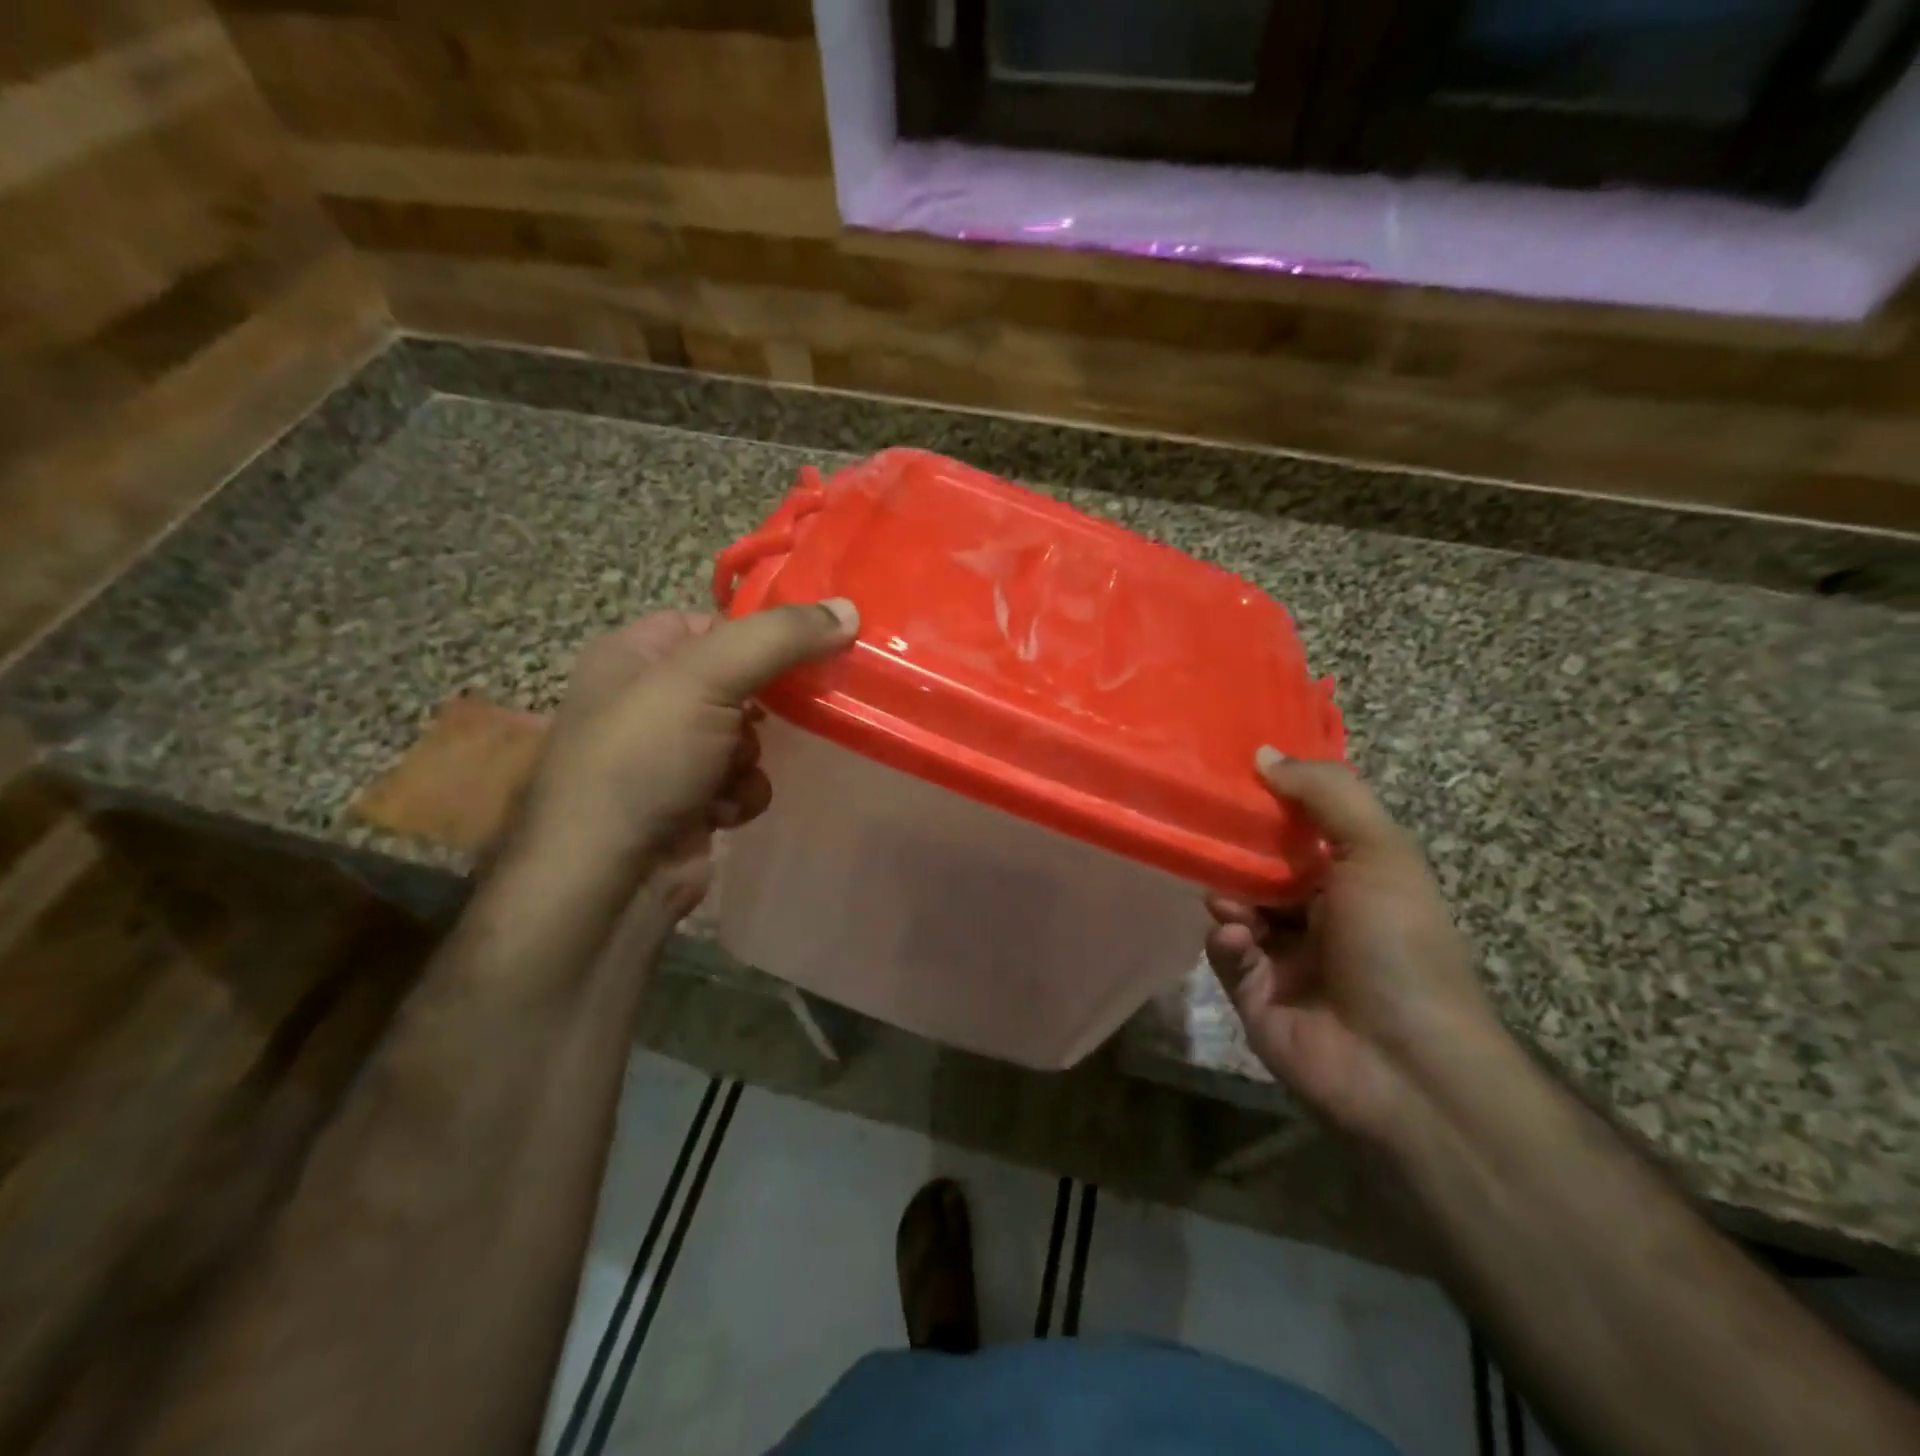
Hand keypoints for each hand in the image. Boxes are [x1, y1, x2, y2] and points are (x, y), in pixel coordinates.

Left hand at [514, 599, 858, 912]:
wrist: (610, 877)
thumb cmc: (645, 758)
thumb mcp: (707, 677)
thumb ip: (780, 638)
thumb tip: (850, 610)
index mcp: (634, 653)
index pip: (714, 622)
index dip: (760, 634)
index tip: (811, 646)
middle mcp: (647, 699)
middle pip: (738, 679)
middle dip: (765, 705)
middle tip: (790, 711)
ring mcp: (668, 754)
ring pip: (748, 734)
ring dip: (752, 756)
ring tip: (731, 772)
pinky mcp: (689, 800)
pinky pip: (742, 780)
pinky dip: (742, 793)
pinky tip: (723, 811)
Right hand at [1205, 748, 1501, 1141]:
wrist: (1405, 1065)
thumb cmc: (1399, 944)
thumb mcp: (1379, 852)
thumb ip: (1326, 795)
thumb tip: (1262, 753)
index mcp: (1353, 881)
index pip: (1300, 832)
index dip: (1268, 805)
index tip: (1226, 779)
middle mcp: (1318, 915)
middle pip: (1260, 868)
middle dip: (1235, 852)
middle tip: (1203, 833)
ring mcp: (1284, 958)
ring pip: (1235, 909)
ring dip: (1228, 899)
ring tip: (1230, 903)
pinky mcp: (1253, 995)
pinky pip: (1225, 955)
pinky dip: (1227, 943)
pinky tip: (1240, 943)